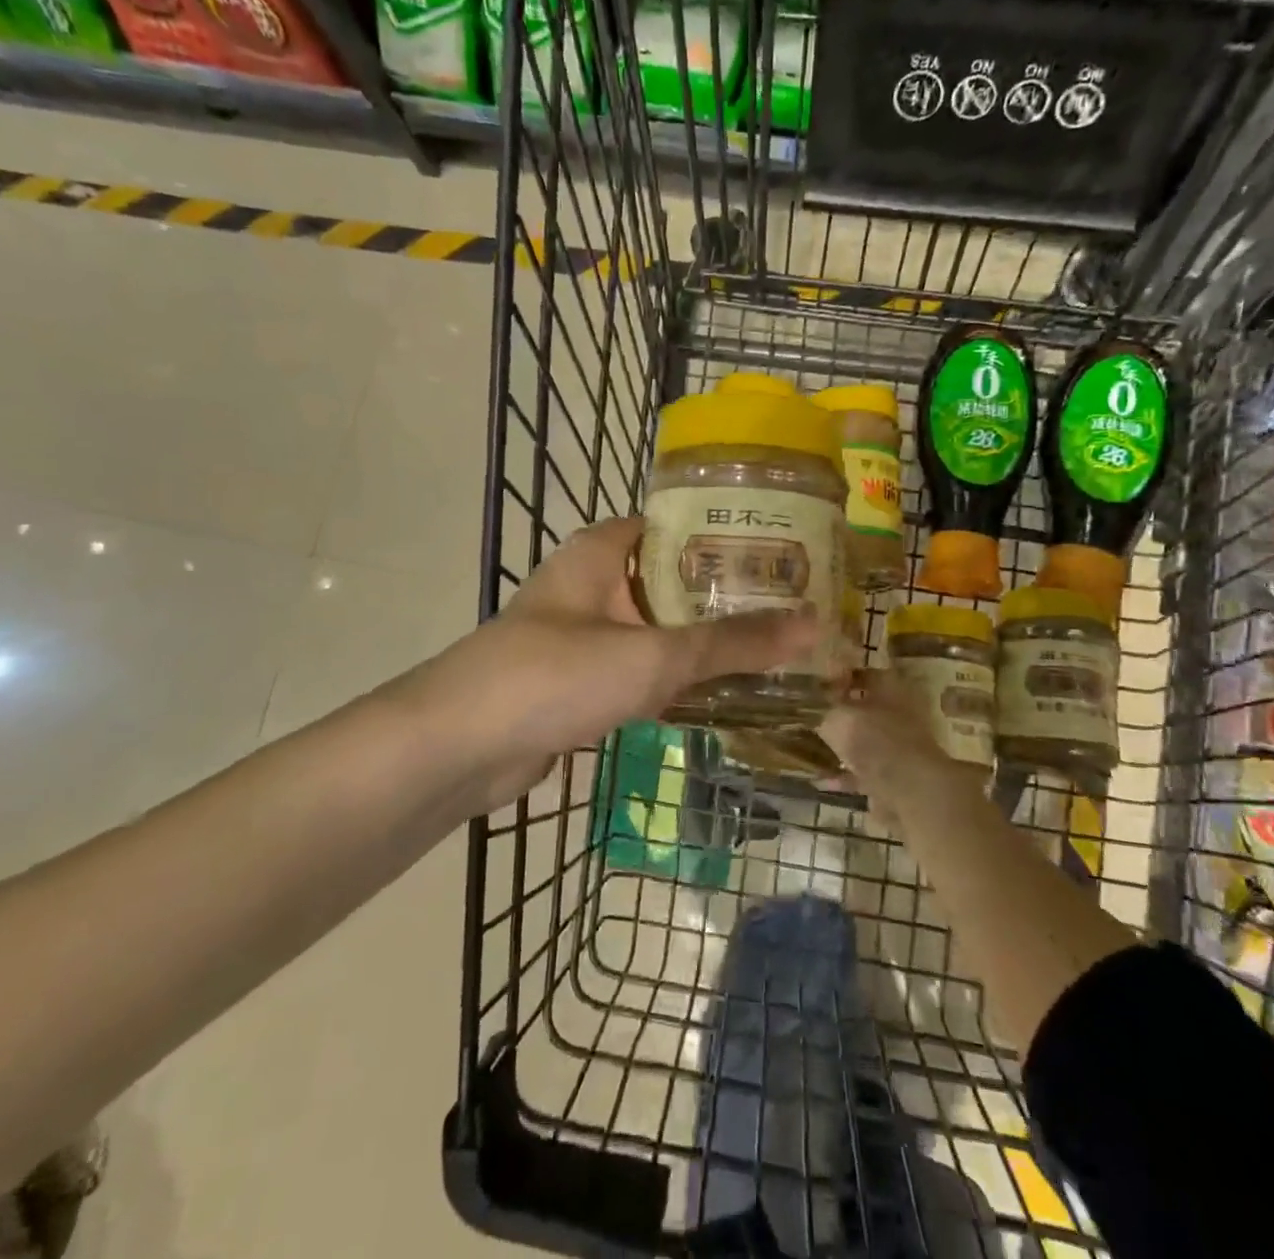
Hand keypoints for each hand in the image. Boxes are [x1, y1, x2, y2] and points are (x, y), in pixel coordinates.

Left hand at [411, 518, 818, 814]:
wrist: (459, 748)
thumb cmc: (555, 675)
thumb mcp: (652, 655)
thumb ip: (732, 643)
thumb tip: (814, 626)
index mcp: (602, 551)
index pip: (677, 524)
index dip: (729, 534)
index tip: (786, 550)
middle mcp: (592, 583)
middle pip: (673, 579)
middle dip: (726, 596)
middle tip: (794, 605)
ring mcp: (583, 634)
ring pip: (658, 629)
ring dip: (705, 641)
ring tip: (774, 647)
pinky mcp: (579, 681)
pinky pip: (641, 669)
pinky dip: (677, 679)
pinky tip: (723, 692)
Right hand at [818, 670, 949, 815]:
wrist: (910, 790)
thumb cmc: (874, 739)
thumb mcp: (837, 717)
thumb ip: (823, 710)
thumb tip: (813, 707)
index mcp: (892, 686)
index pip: (865, 673)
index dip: (840, 677)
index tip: (817, 685)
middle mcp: (901, 712)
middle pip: (867, 707)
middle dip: (841, 713)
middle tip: (813, 716)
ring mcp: (901, 745)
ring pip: (867, 740)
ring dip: (844, 745)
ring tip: (815, 747)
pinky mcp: (897, 776)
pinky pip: (866, 770)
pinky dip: (846, 774)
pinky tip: (823, 780)